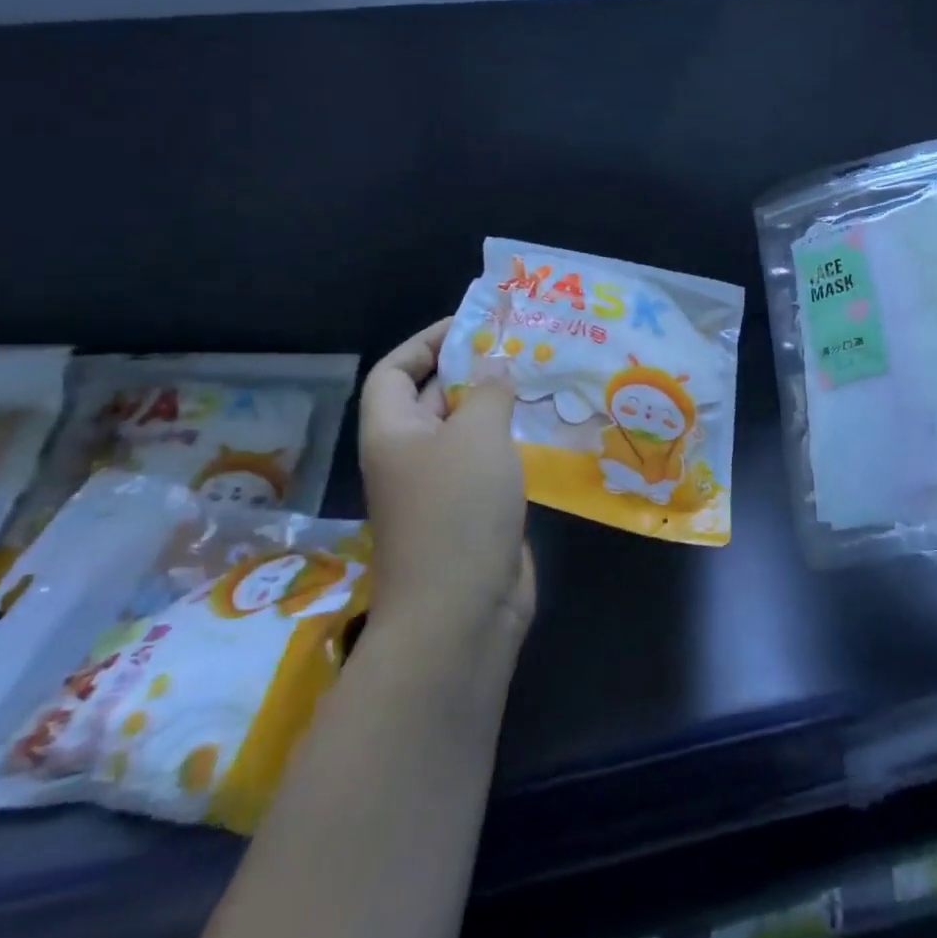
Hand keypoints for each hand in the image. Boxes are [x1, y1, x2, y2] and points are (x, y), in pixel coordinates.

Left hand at [359, 318, 533, 639]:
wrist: (463, 610)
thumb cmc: (459, 508)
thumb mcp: (477, 433)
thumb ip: (488, 390)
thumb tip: (495, 370)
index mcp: (392, 432)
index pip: (394, 371)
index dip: (425, 343)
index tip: (471, 327)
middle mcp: (410, 456)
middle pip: (431, 398)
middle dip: (469, 370)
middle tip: (518, 348)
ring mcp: (440, 488)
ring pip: (465, 432)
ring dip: (496, 407)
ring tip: (538, 381)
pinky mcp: (472, 513)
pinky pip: (488, 463)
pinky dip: (510, 443)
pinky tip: (544, 430)